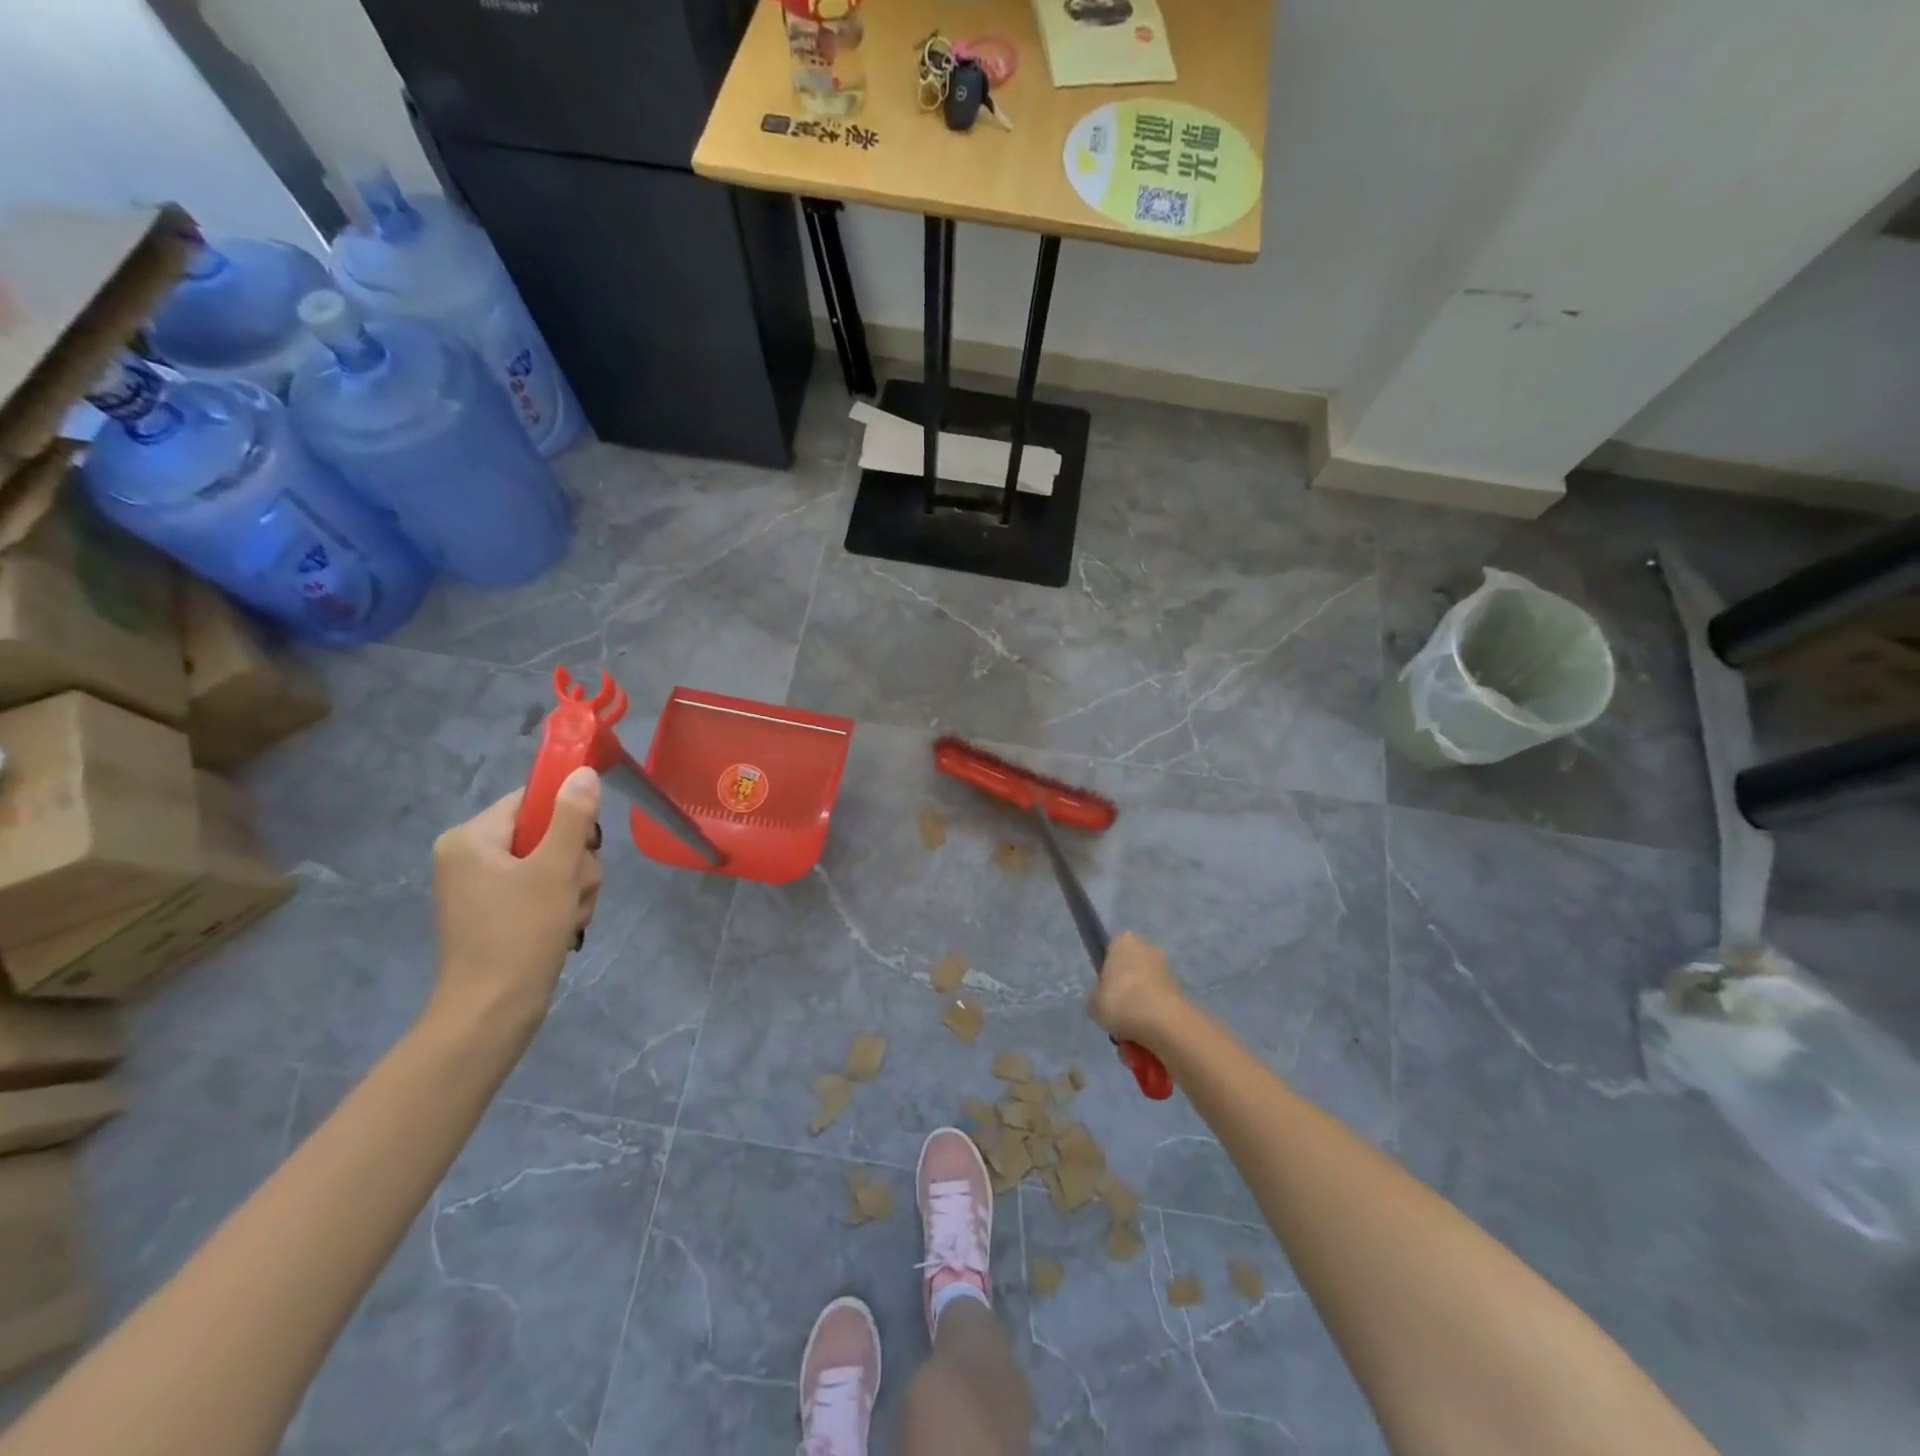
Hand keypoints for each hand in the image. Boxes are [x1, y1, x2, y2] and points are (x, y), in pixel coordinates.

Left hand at [428, 768, 602, 1041]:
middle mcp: (470, 856)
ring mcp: (482, 887)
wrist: (492, 1012)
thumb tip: (582, 772)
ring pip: (552, 864)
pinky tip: (563, 928)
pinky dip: (560, 906)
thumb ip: (573, 817)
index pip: (531, 800)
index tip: (586, 846)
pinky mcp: (496, 913)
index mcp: (471, 838)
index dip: (567, 818)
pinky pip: (542, 890)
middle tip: (572, 891)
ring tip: (569, 917)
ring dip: (574, 888)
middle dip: (574, 864)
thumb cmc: (520, 934)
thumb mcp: (556, 869)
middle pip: (547, 834)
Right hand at [1089, 932, 1185, 1047]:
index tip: (1104, 994)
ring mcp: (1166, 971)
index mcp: (1124, 942)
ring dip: (1138, 1013)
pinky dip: (1152, 1023)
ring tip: (1129, 1037)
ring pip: (1144, 994)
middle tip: (1116, 1017)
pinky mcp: (1180, 993)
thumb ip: (1097, 999)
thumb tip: (1105, 1003)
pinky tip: (1144, 1041)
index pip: (1111, 952)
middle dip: (1125, 995)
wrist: (1161, 1023)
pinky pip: (1158, 1008)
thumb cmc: (1120, 1002)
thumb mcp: (1093, 1004)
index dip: (1106, 975)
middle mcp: (1148, 949)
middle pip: (1130, 973)